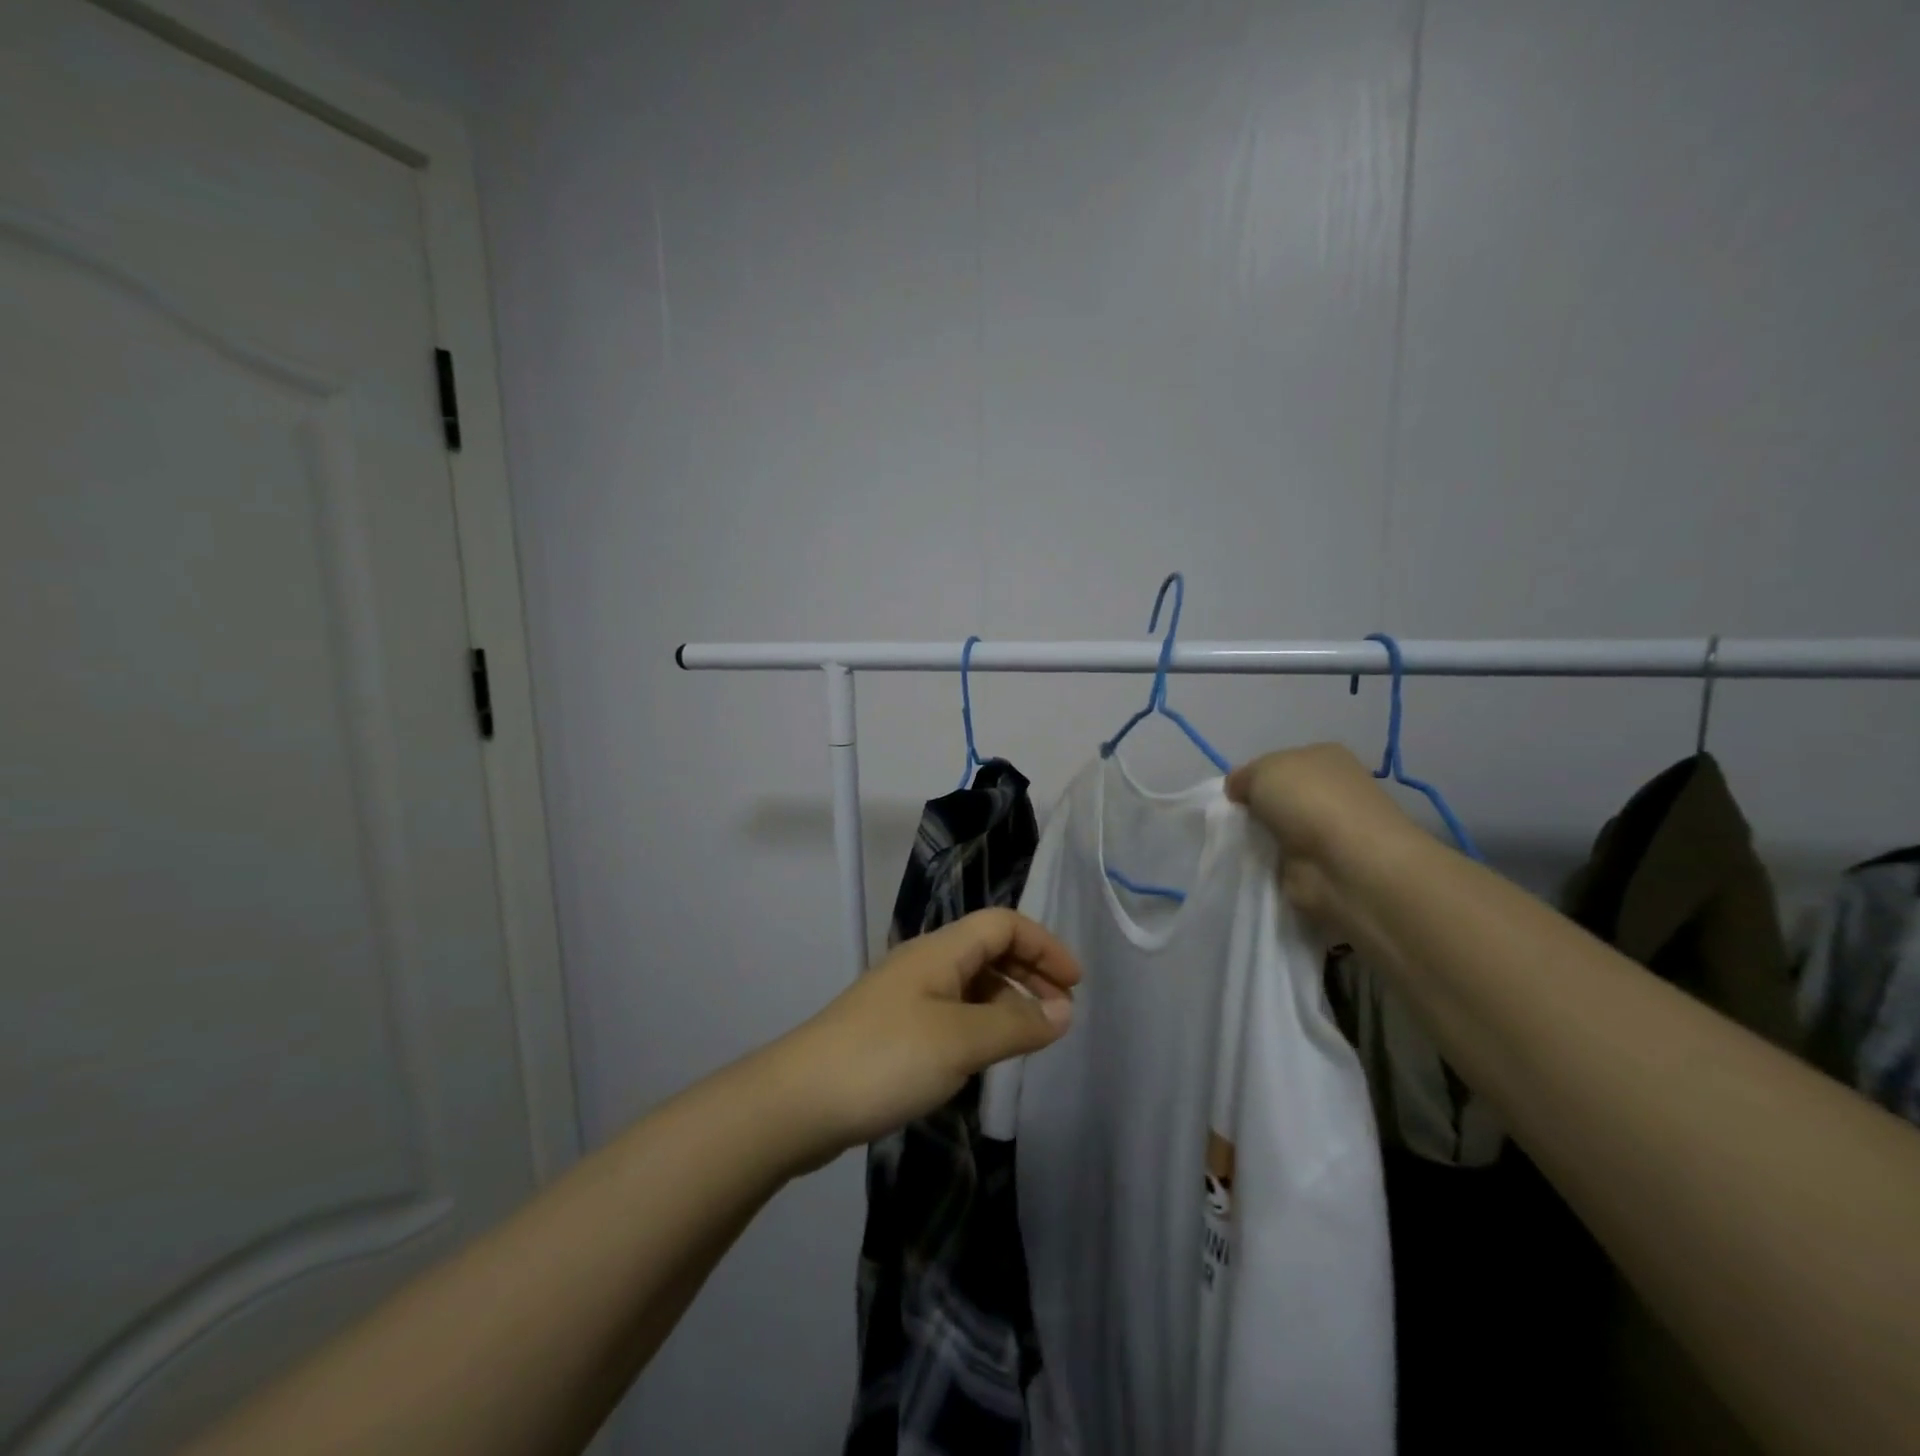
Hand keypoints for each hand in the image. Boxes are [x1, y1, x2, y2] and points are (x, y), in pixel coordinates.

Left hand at [764, 909, 1080, 1169]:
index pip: (1003, 924)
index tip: (1075, 985)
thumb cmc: (885, 1060)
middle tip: (1061, 1014)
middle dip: (1030, 973)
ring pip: (970, 983)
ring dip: (1006, 1001)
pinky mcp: (893, 1029)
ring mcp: (906, 996)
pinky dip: (980, 1023)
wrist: (797, 1101)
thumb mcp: (960, 1041)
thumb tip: (1064, 1012)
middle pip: (988, 949)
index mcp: (939, 950)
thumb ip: (1016, 1024)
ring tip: (1029, 1039)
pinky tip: (984, 1056)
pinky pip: (952, 1012)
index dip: (1044, 946)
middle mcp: (924, 963)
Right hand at [1225, 743, 1422, 926]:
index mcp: (1323, 757)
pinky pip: (1281, 859)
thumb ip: (1243, 777)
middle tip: (1234, 820)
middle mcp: (1330, 790)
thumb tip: (1238, 790)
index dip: (1252, 777)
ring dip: (1260, 838)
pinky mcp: (1321, 865)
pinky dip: (1268, 863)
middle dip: (1254, 808)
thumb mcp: (1262, 770)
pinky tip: (1256, 864)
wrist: (1347, 864)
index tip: (1235, 794)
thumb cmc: (1309, 801)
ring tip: (1241, 844)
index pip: (1278, 762)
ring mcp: (1328, 829)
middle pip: (1278, 797)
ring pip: (1278, 828)